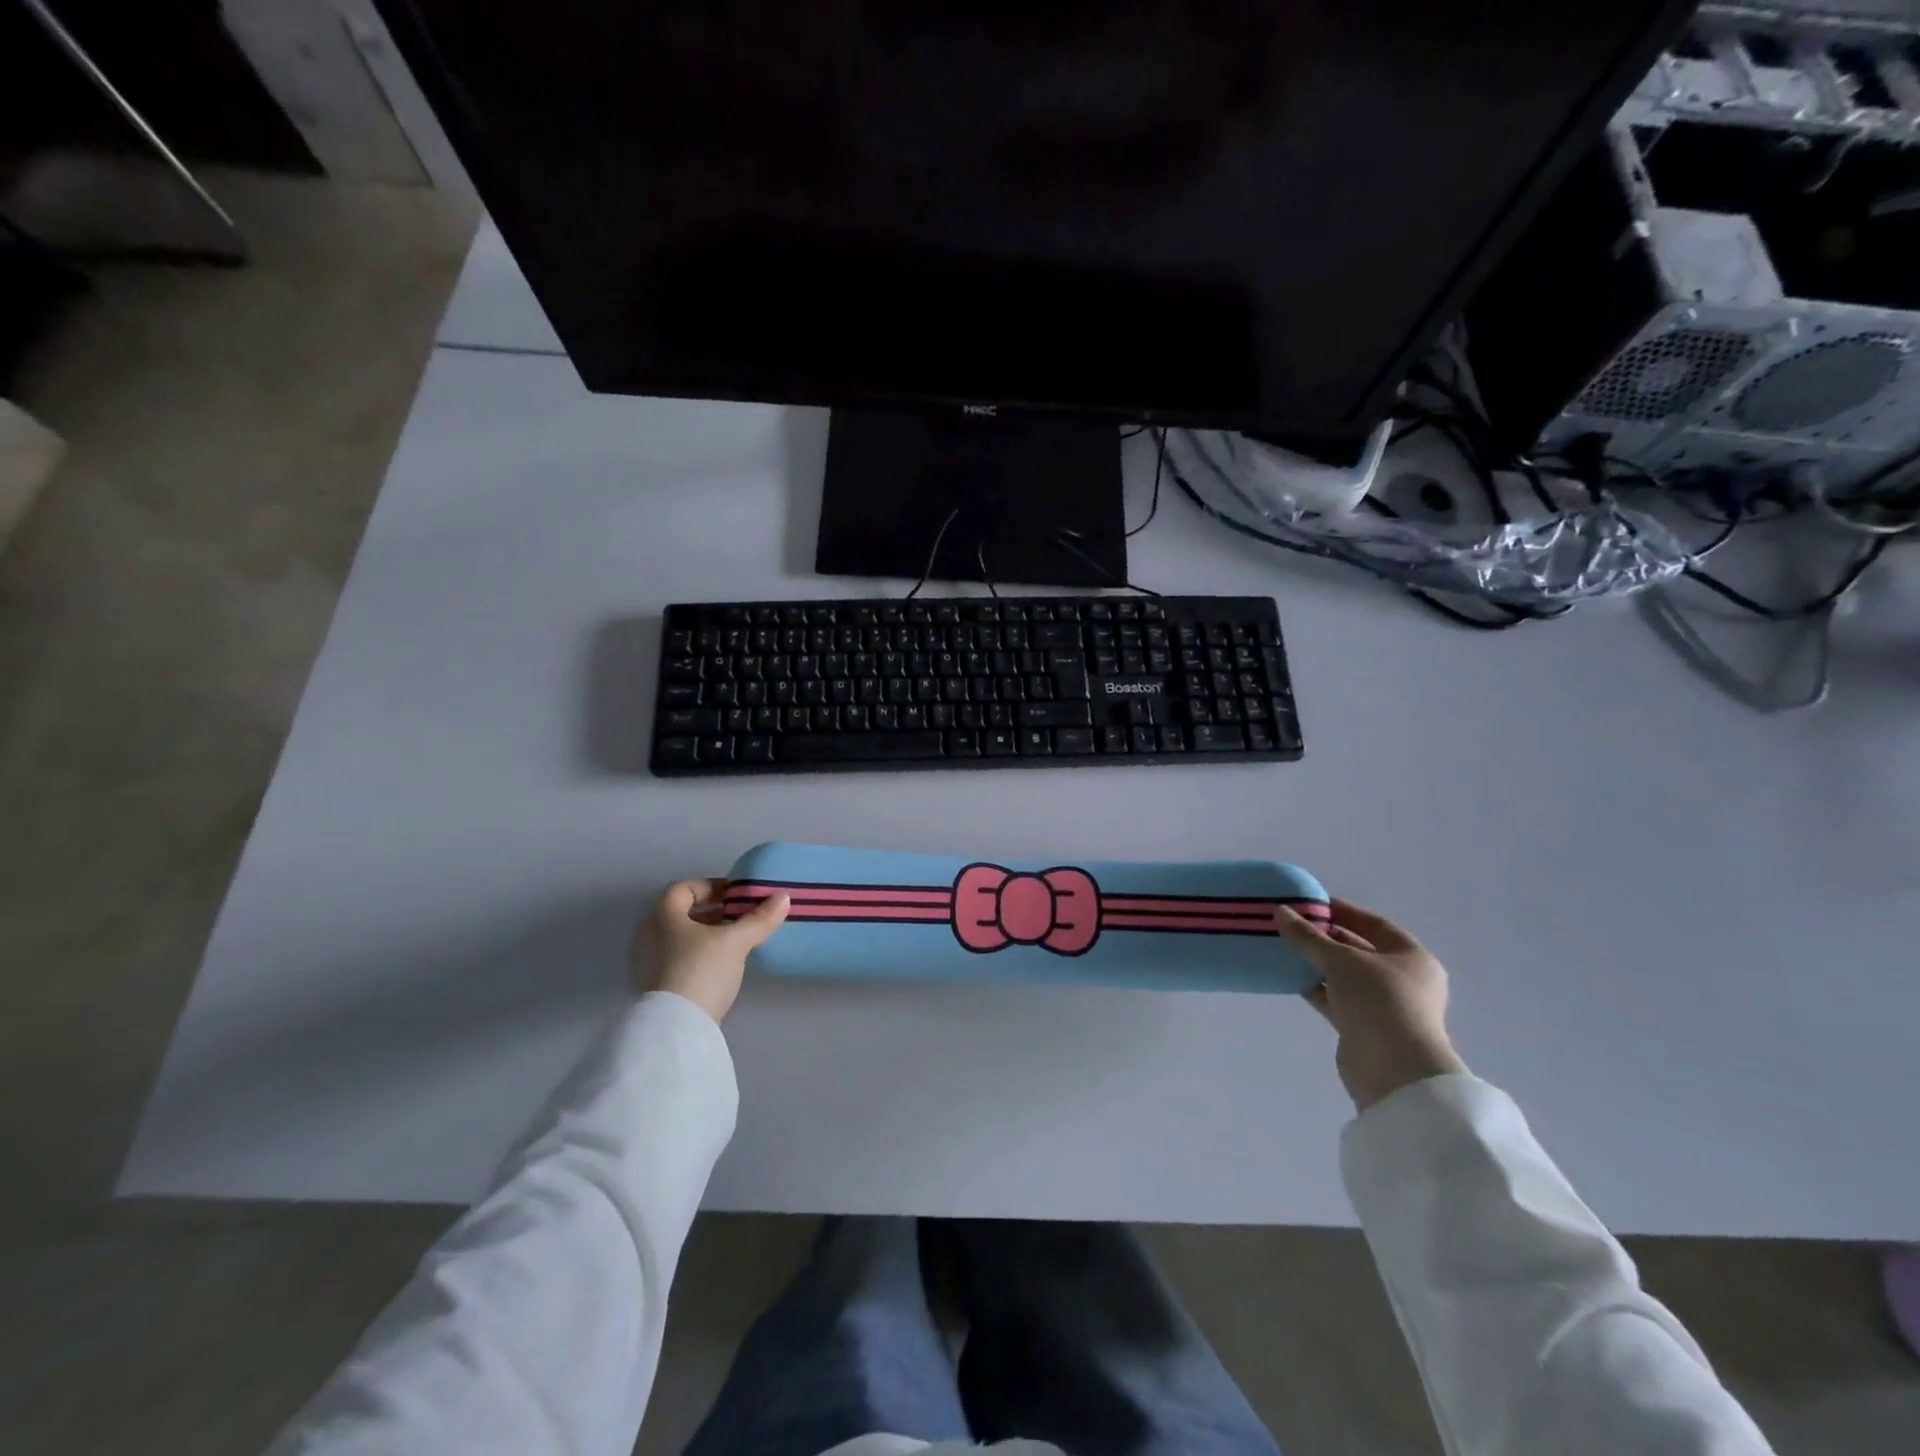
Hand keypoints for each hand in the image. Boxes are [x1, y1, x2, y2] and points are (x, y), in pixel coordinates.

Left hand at [631, 880, 789, 1024]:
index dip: (711, 887)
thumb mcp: (736, 941)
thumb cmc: (701, 970)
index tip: (736, 896)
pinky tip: (720, 965)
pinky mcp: (655, 986)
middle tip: (740, 916)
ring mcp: (648, 962)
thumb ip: (759, 919)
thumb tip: (784, 897)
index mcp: (662, 915)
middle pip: (681, 913)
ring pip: (680, 937)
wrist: (676, 1027)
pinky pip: (678, 958)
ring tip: (735, 941)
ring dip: (706, 934)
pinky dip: (698, 954)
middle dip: (712, 912)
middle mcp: (649, 934)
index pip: (683, 888)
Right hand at [1277, 899, 1467, 1111]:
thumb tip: (1279, 911)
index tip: (1310, 903)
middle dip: (1325, 937)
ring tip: (1282, 946)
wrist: (1393, 1071)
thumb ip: (1308, 937)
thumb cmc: (1379, 1001)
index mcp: (1411, 958)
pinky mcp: (1362, 1027)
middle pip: (1358, 949)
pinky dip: (1314, 987)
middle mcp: (1401, 980)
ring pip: (1343, 975)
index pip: (1374, 924)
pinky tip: (1288, 976)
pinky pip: (1334, 998)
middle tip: (1290, 923)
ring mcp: (1382, 1005)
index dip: (1343, 911)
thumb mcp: (1341, 960)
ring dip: (1316, 963)